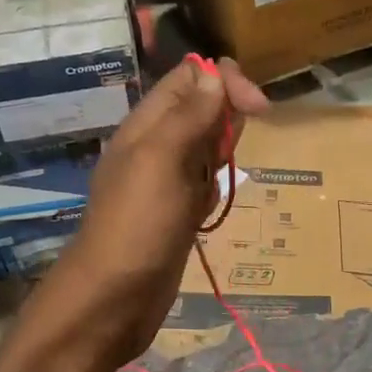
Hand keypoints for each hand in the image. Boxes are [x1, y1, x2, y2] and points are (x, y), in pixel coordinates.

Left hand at [46, 55, 266, 368]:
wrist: (113, 299)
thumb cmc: (137, 226)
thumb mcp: (161, 161)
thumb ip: (187, 116)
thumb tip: (214, 73)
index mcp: (146, 125)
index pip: (188, 79)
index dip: (223, 81)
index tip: (258, 107)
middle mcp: (156, 147)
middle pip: (199, 109)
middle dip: (227, 114)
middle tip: (245, 136)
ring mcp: (166, 182)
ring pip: (205, 147)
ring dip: (224, 149)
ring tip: (229, 164)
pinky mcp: (177, 214)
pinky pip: (204, 185)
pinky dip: (216, 185)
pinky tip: (215, 200)